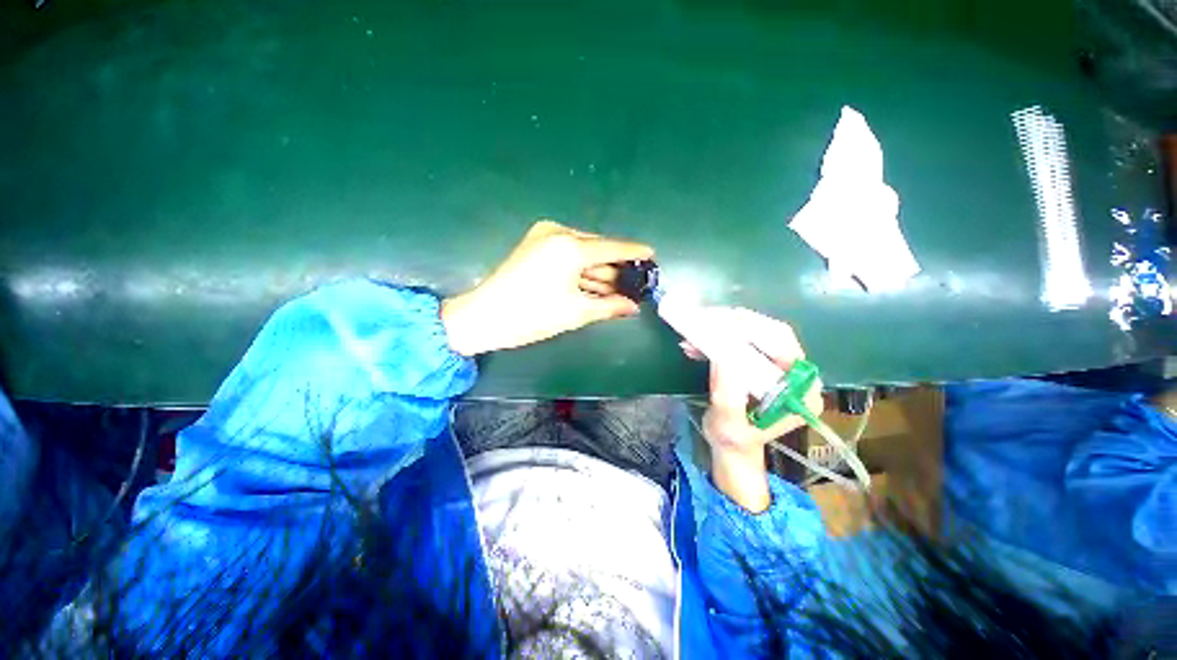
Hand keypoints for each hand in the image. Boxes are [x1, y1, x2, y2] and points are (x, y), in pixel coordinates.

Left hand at [441, 220, 653, 355]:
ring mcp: (544, 235)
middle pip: (598, 249)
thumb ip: (609, 306)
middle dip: (614, 269)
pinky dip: (580, 269)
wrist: (484, 316)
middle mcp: (558, 233)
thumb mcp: (576, 312)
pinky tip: (590, 286)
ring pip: (583, 252)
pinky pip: (568, 253)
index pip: (613, 248)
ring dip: (597, 272)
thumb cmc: (532, 315)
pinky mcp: (535, 243)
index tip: (652, 254)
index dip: (634, 252)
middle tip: (630, 287)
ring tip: (612, 292)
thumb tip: (633, 307)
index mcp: (570, 247)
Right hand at [683, 308, 822, 511]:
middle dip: (735, 324)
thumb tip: (723, 359)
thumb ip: (728, 398)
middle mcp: (795, 374)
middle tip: (706, 318)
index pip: (784, 346)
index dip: (755, 329)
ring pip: (754, 334)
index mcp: (800, 390)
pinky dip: (718, 339)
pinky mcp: (759, 364)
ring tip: (695, 330)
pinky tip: (696, 344)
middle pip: (770, 334)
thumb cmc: (733, 440)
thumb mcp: (728, 425)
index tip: (725, 321)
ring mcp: (777, 367)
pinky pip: (741, 342)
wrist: (731, 445)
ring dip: (723, 329)